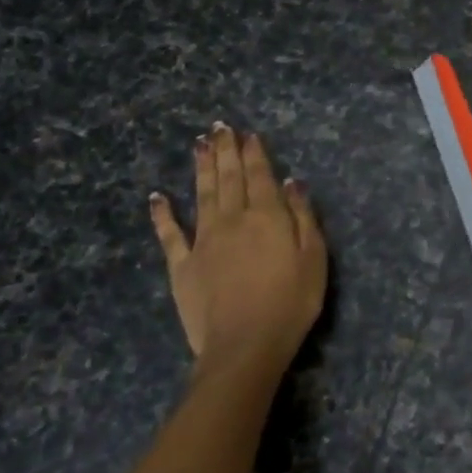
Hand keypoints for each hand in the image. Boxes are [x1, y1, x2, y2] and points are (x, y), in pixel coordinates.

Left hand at [149, 124, 326, 381]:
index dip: (254, 153)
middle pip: (229, 178)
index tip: (248, 133)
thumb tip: (292, 182)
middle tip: (219, 127)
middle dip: (225, 151)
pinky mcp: (182, 265)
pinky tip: (157, 196)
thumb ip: (302, 217)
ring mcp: (203, 241)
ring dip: (200, 168)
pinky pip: (170, 234)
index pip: (260, 176)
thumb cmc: (291, 302)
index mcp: (267, 217)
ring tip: (198, 144)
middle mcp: (233, 219)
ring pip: (201, 195)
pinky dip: (162, 214)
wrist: (245, 345)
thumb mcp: (314, 258)